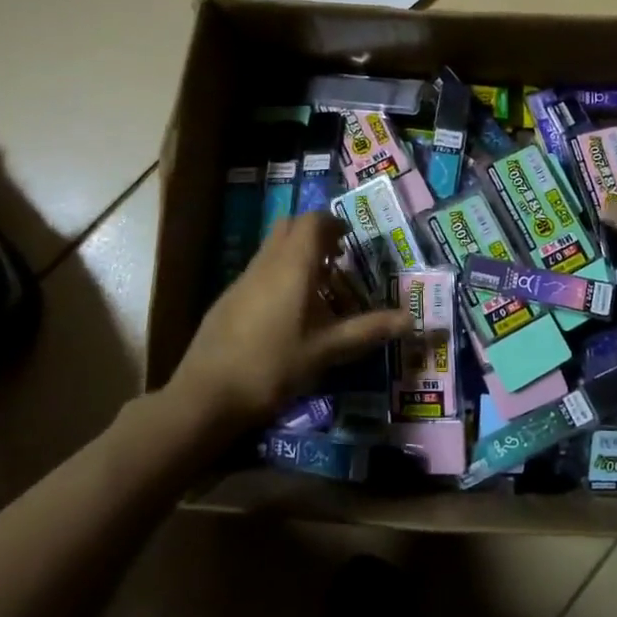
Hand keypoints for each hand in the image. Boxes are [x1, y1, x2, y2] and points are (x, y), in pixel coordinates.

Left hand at [170, 212, 411, 427]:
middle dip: (315, 235)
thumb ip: (368, 330)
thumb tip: (410, 319)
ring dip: (297, 257)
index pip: (312, 221)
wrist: (206, 394)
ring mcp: (242, 280)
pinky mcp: (228, 299)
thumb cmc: (273, 365)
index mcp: (292, 265)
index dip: (333, 224)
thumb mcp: (328, 350)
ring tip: (320, 291)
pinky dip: (280, 276)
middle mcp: (266, 263)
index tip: (350, 241)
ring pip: (273, 250)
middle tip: (337, 260)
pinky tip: (290, 315)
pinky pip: (260, 271)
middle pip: (289, 227)